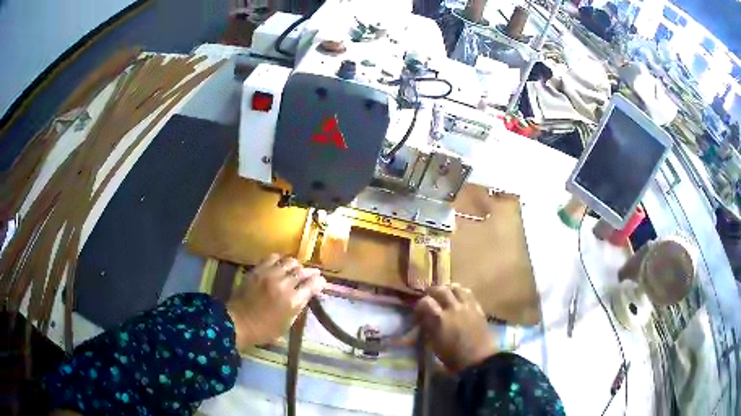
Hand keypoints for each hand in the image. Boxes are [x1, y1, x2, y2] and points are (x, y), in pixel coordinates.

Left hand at [227, 254, 325, 349]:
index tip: (322, 282)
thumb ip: (299, 307)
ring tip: (297, 269)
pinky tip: (281, 265)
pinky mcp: (258, 270)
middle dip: (311, 272)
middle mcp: (284, 284)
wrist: (237, 322)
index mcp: (293, 301)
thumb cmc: (264, 330)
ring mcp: (270, 275)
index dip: (320, 282)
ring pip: (290, 261)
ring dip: (297, 265)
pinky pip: (273, 257)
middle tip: (314, 274)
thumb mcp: (287, 324)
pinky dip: (281, 259)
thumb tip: (307, 295)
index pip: (313, 284)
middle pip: (303, 271)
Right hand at [414, 284, 497, 373]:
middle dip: (432, 291)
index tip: (418, 312)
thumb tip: (424, 321)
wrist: (479, 360)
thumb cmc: (453, 358)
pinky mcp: (478, 308)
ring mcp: (467, 306)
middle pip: (440, 290)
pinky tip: (458, 298)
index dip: (419, 305)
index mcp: (440, 319)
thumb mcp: (434, 345)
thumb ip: (428, 329)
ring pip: (456, 288)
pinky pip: (468, 294)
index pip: (425, 302)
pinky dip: (460, 292)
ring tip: (444, 294)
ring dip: (447, 289)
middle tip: (428, 297)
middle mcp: (453, 308)